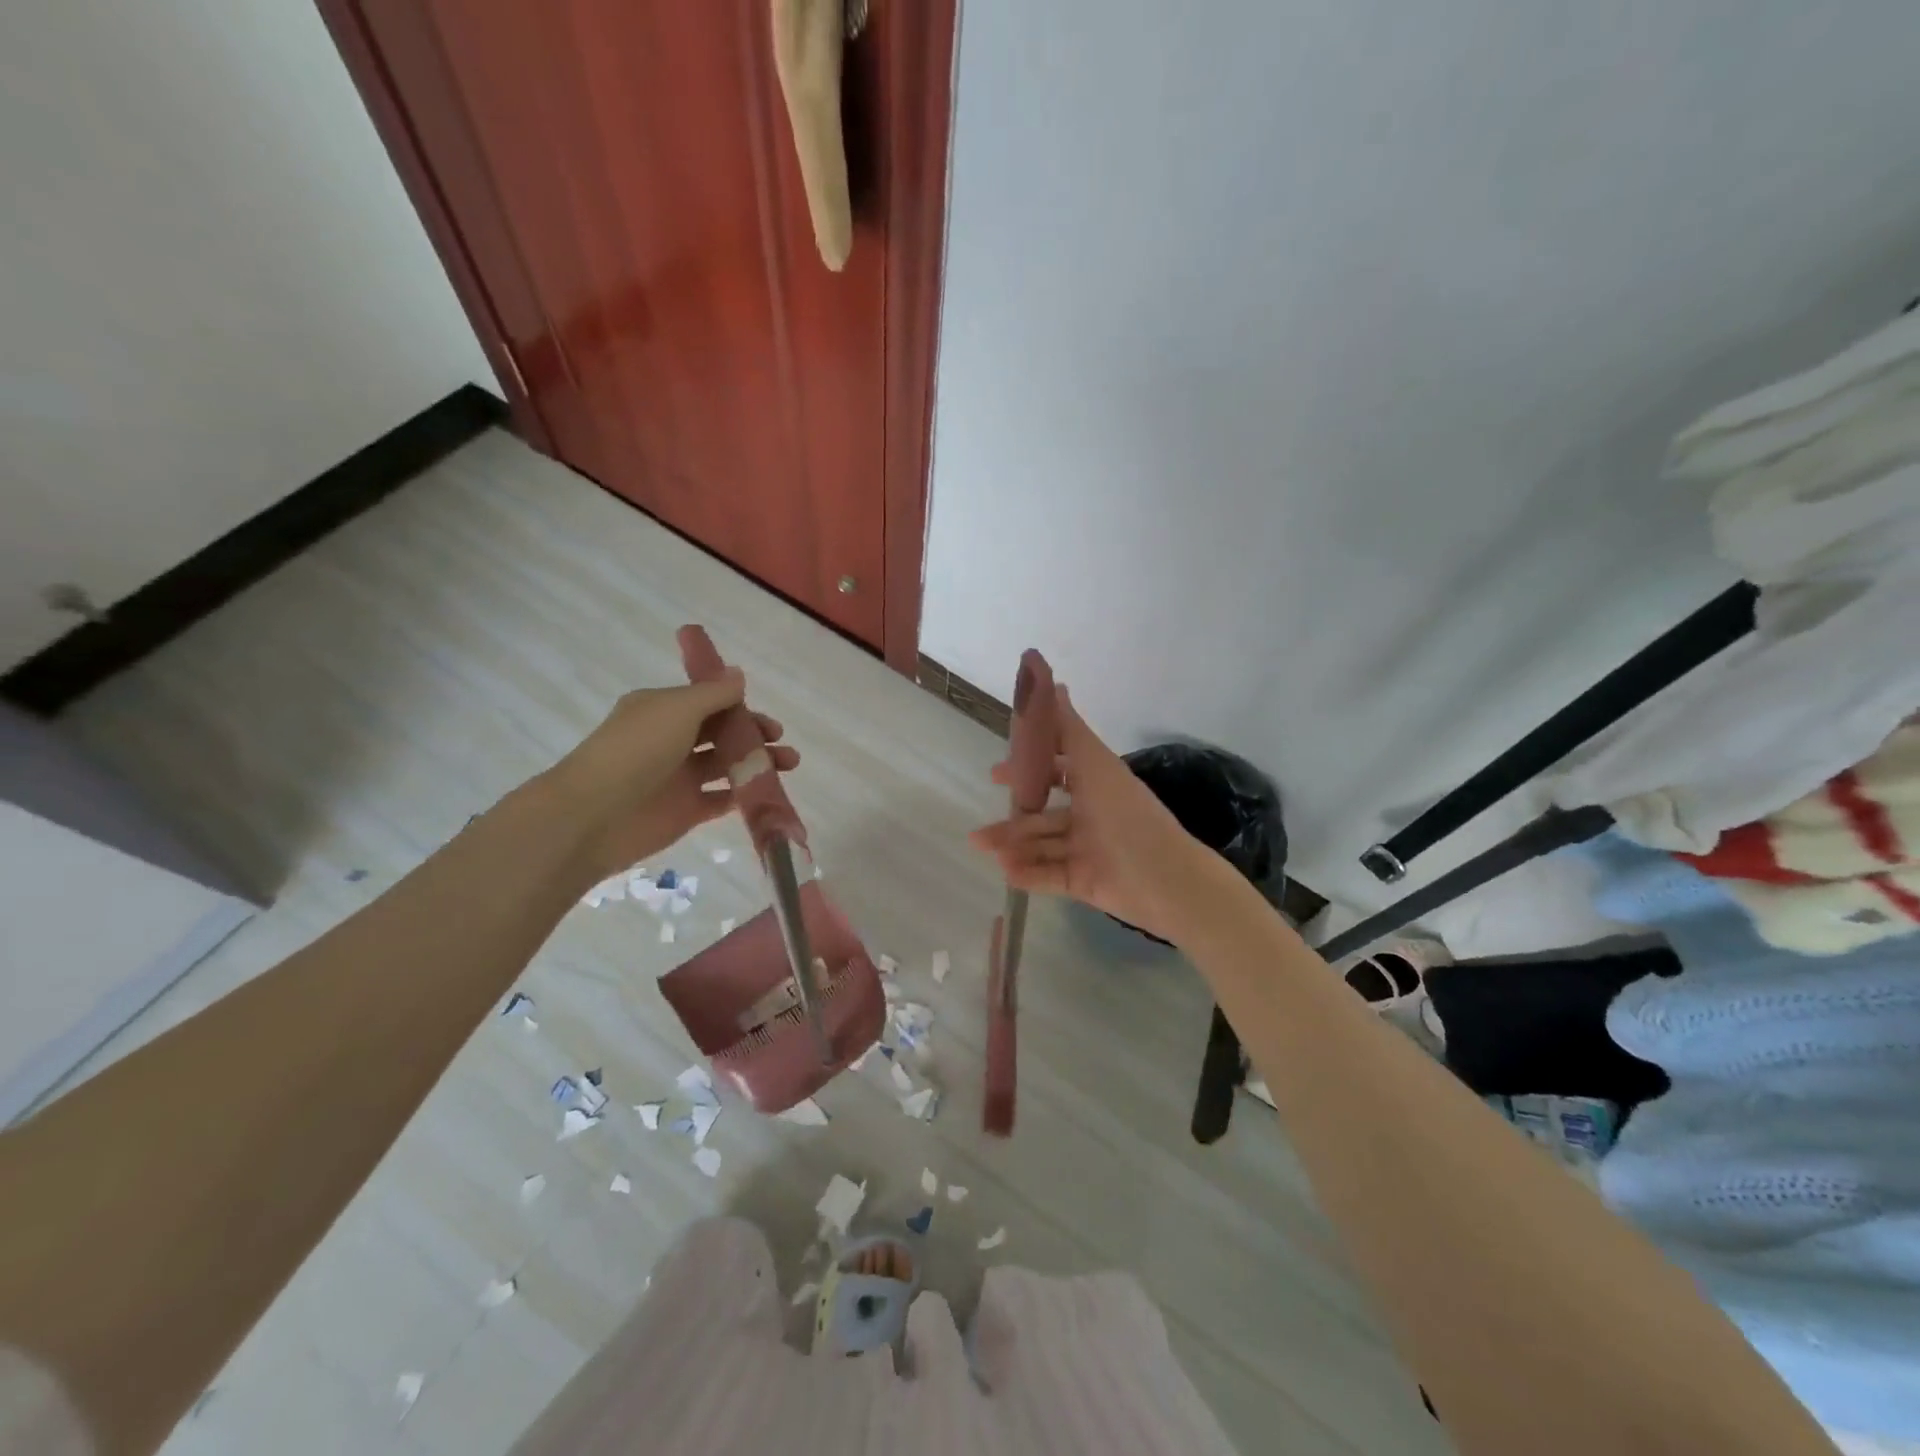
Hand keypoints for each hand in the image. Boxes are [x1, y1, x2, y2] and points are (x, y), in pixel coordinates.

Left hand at [547, 669, 798, 882]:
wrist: (594, 816)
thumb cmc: (636, 751)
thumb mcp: (677, 710)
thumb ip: (714, 694)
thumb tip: (738, 675)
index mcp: (663, 710)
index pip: (709, 702)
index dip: (740, 706)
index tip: (766, 714)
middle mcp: (670, 740)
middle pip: (722, 733)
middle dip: (755, 734)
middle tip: (780, 741)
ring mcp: (678, 777)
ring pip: (727, 765)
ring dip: (758, 762)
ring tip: (789, 765)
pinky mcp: (685, 811)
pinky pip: (721, 799)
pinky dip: (743, 795)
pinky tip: (767, 792)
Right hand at [968, 687, 1210, 942]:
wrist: (1164, 879)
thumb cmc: (1126, 814)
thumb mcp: (1095, 765)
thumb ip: (1070, 729)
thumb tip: (1053, 683)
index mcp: (1097, 786)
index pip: (1058, 771)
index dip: (1029, 770)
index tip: (998, 772)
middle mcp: (1090, 816)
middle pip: (1044, 815)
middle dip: (1013, 818)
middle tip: (981, 820)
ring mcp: (1087, 851)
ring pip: (1041, 845)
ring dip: (1013, 844)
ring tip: (981, 845)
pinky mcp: (1085, 882)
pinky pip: (1049, 876)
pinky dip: (1028, 874)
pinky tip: (1005, 871)